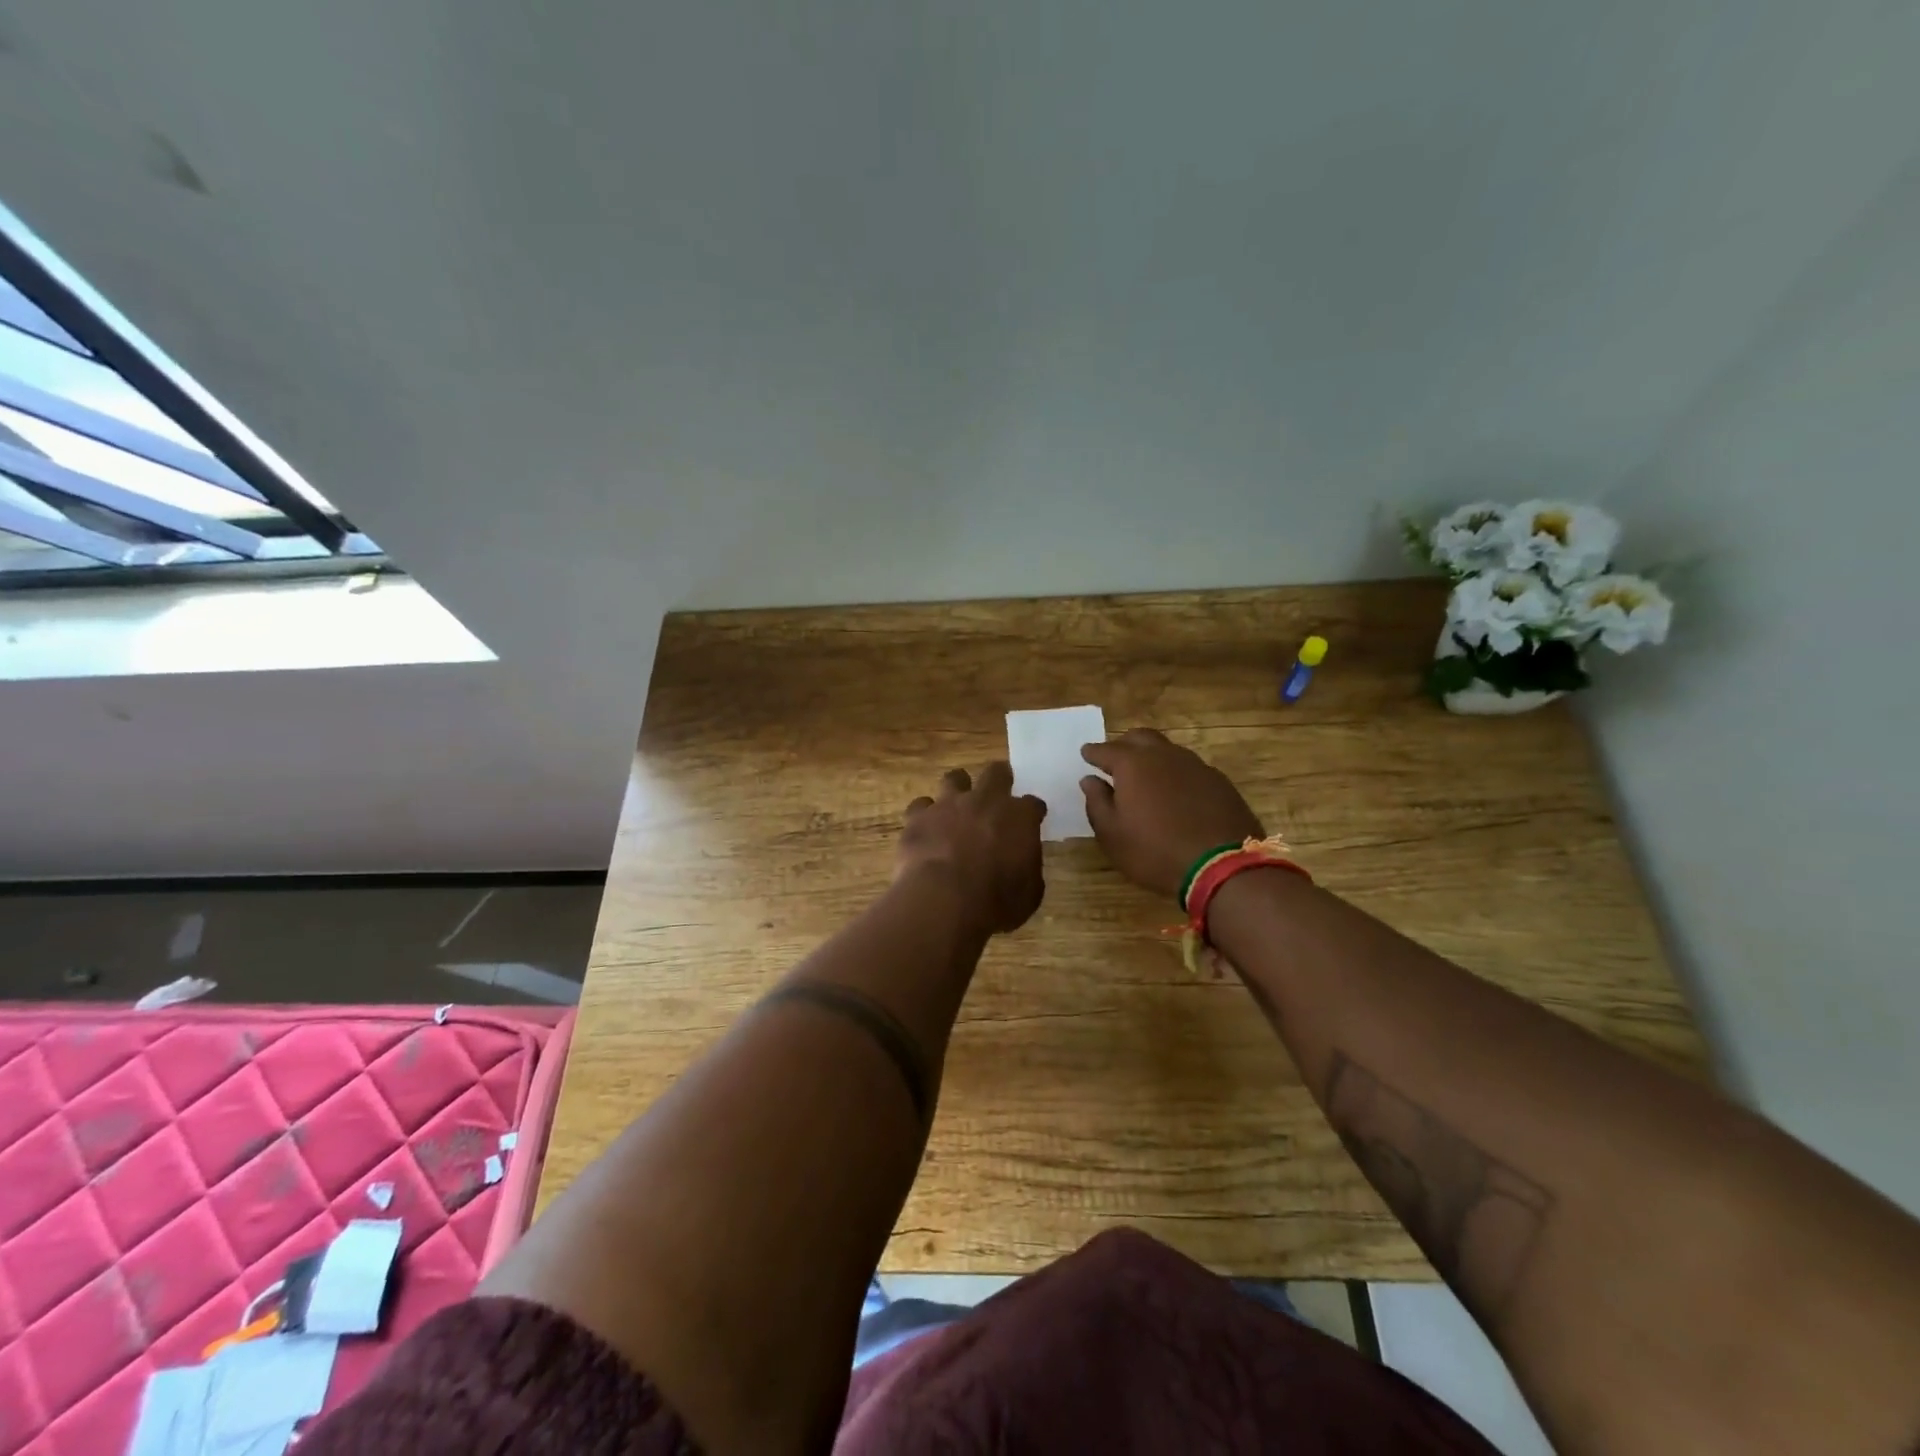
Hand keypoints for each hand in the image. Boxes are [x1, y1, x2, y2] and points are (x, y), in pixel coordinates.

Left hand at [897, 762, 1045, 935]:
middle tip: (997, 792)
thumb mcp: (1029, 893)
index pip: (1032, 804)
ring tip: (956, 804)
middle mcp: (986, 801)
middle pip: (996, 773)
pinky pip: (921, 806)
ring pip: (954, 778)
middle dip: (999, 779)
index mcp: (1020, 817)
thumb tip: (1022, 864)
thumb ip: (1027, 868)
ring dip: (958, 788)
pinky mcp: (918, 816)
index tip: (1032, 819)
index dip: (1032, 812)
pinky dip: (924, 815)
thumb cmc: (996, 902)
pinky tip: (924, 828)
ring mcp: (949, 804)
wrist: (944, 900)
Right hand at [1080, 728, 1263, 900]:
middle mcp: (1164, 756)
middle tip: (1116, 759)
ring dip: (1153, 757)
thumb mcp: (1112, 835)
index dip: (1093, 752)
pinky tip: (1176, 792)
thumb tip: (1090, 780)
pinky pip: (1190, 768)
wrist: (1222, 867)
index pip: (1106, 750)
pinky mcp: (1219, 781)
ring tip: (1146, 776)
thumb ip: (1097, 802)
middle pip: (1140, 738)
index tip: (1086, 753)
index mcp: (1133, 765)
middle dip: (1124, 745)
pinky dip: (1176, 773)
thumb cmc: (1155, 852)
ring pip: (1168, 750)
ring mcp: (1196, 766)